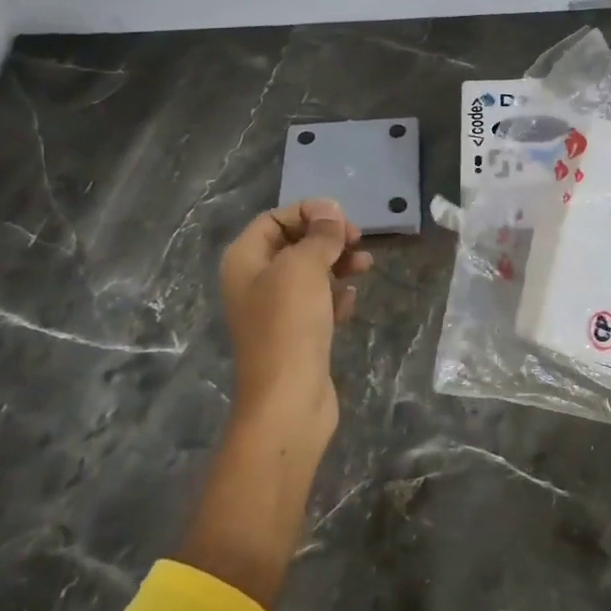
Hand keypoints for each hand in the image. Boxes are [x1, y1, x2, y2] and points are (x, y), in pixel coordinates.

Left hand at [218, 199, 372, 449]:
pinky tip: (352, 300)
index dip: (308, 213)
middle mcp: (254, 282)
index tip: (342, 219)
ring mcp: (275, 311)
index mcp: (244, 260)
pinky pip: (318, 302)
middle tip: (358, 240)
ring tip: (366, 266)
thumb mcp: (304, 267)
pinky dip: (336, 295)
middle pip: (294, 243)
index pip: (274, 219)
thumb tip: (329, 210)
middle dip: (327, 238)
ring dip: (338, 263)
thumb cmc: (289, 324)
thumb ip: (320, 235)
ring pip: (310, 273)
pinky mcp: (297, 335)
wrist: (288, 400)